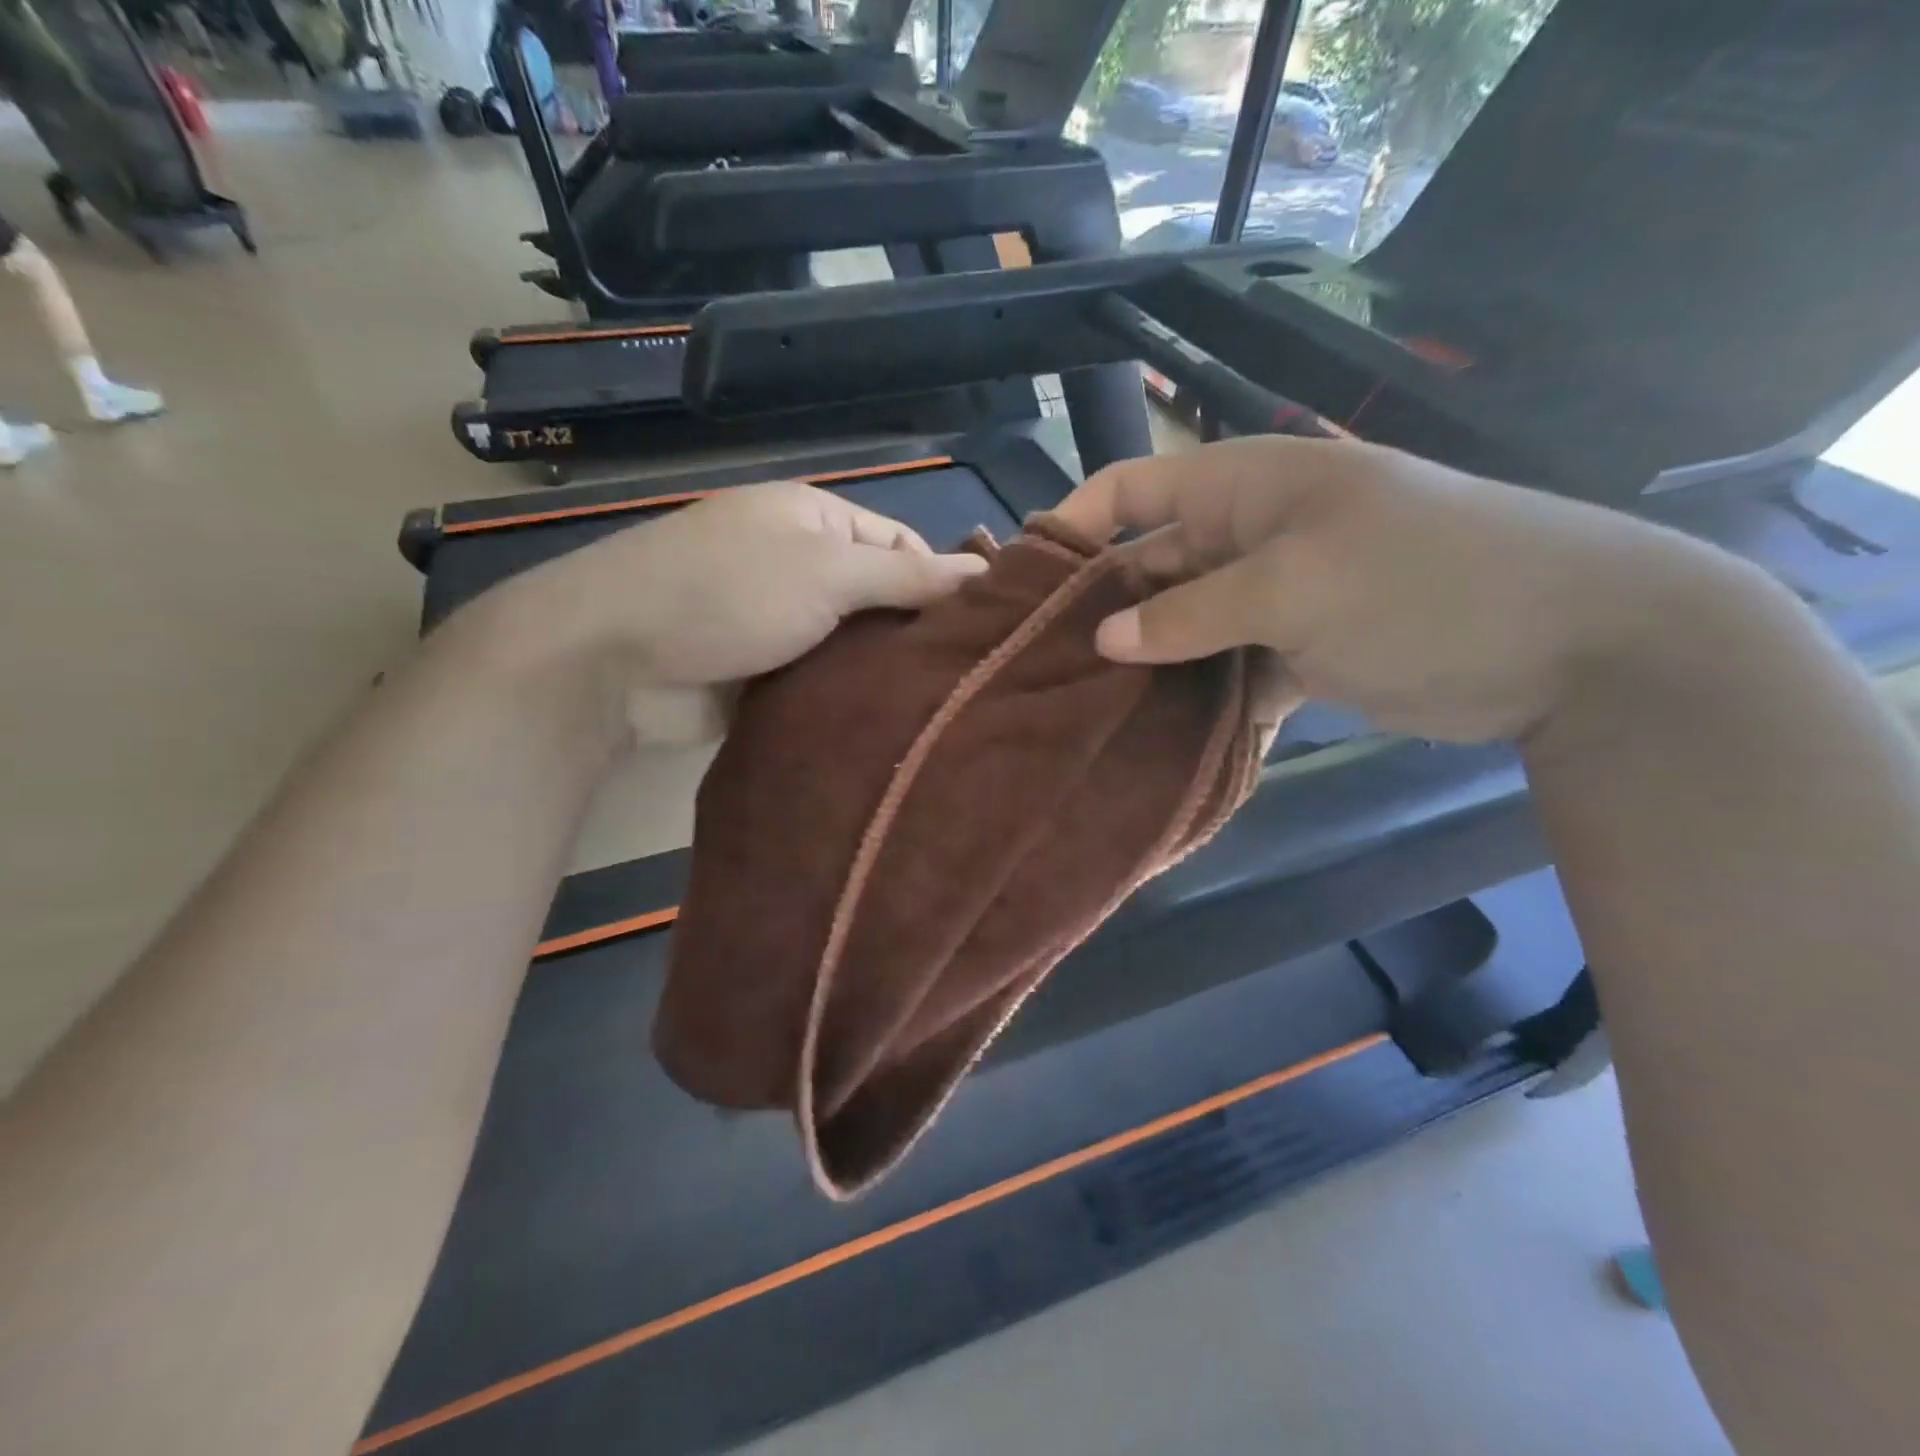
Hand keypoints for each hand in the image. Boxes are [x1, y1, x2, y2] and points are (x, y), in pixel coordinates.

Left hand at [470, 482, 986, 739]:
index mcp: (815, 519)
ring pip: (852, 644)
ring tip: (937, 710)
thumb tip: (984, 571)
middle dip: (913, 634)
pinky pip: (821, 679)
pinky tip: (886, 723)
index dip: (941, 581)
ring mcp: (779, 620)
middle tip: (964, 682)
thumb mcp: (827, 572)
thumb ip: (906, 574)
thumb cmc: (726, 593)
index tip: (978, 633)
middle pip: (879, 596)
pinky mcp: (763, 671)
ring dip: (881, 672)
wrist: (613, 659)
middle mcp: (800, 563)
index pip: (902, 542)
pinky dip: (847, 697)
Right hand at [1055, 437, 1766, 742]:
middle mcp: (1247, 537)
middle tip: (1047, 666)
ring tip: (1088, 709)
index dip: (1074, 525)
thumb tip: (1103, 639)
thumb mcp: (1295, 587)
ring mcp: (1273, 598)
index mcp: (1242, 489)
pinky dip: (1199, 701)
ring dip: (1147, 664)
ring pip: (1184, 628)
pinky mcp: (1296, 654)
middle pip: (1150, 567)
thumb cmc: (1423, 580)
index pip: (1132, 489)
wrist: (1568, 643)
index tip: (1023, 582)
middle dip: (1103, 611)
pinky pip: (1226, 672)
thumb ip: (1192, 613)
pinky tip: (1158, 737)